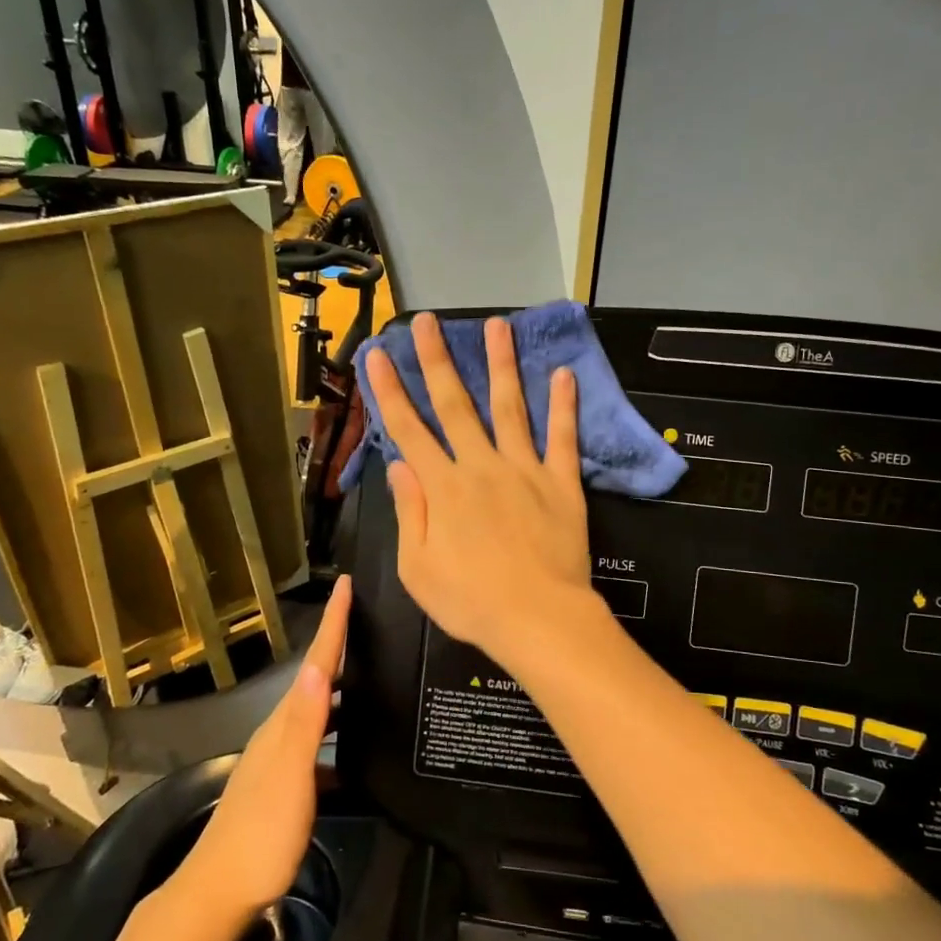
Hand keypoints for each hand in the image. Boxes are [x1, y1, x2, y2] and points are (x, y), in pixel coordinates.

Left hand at [175, 578, 349, 918]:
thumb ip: (306, 723)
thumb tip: (322, 666)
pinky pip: (319, 744)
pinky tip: (356, 748)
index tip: (346, 582)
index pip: (316, 664)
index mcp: (283, 724)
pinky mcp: (285, 786)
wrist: (219, 894)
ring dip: (342, 688)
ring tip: (373, 674)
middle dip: (340, 645)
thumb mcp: (289, 775)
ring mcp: (279, 760)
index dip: (333, 623)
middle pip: (317, 679)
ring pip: (318, 711)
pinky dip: (339, 733)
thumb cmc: (261, 833)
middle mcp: (279, 733)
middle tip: (370, 619)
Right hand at [363, 313, 594, 664]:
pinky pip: (563, 438)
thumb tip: (399, 465)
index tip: (377, 354)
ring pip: (509, 407)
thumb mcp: (417, 568)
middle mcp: (480, 467)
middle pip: (455, 404)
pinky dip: (563, 406)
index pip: (408, 430)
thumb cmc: (471, 602)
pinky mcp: (561, 483)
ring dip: (501, 365)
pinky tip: (563, 374)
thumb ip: (410, 512)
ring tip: (497, 325)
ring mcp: (524, 470)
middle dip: (437, 360)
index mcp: (442, 488)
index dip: (389, 390)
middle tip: (430, 322)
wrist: (538, 619)